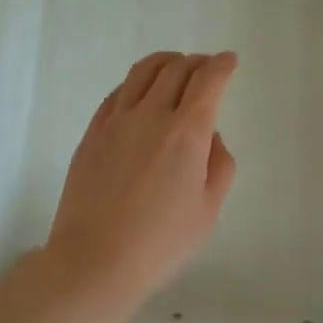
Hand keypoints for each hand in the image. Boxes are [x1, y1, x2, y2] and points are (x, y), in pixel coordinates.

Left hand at [44, 51, 238, 308]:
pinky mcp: (93, 133)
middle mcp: (151, 115)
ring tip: (175, 64)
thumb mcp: (208, 210)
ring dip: (165, 61)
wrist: (94, 261)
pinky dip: (136, 82)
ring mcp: (117, 121)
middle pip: (176, 69)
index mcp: (186, 132)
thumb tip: (211, 137)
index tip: (230, 61)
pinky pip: (117, 92)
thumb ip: (219, 165)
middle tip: (207, 66)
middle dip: (197, 62)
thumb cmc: (161, 243)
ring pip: (142, 72)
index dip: (221, 66)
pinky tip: (140, 91)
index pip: (207, 82)